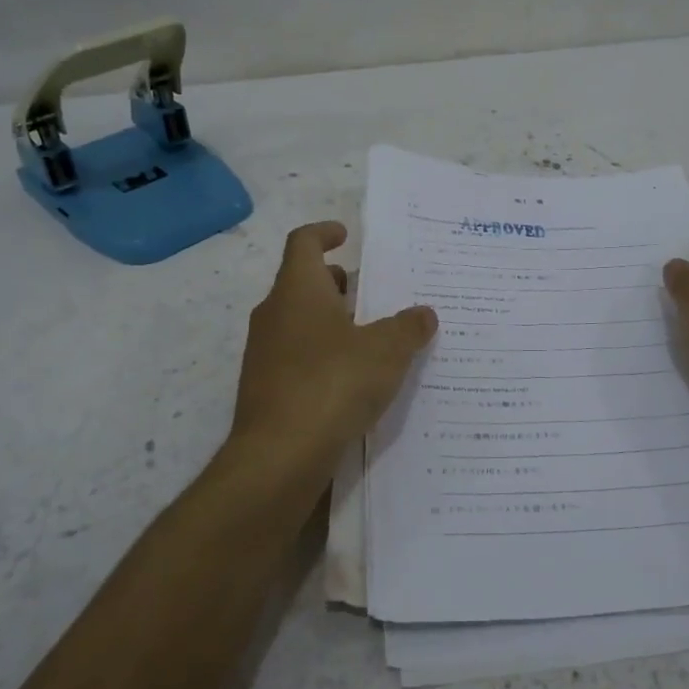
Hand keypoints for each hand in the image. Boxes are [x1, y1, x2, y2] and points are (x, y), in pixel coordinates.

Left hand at [230, 221, 437, 476]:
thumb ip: (408, 327)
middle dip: (335, 283)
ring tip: (370, 337)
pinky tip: (352, 379)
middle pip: (301, 283)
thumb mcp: (386, 351)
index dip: (324, 232)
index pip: (303, 242)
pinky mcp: (266, 388)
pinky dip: (322, 355)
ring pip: (299, 322)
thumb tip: (423, 314)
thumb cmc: (333, 383)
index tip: (346, 235)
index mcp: (298, 290)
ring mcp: (264, 353)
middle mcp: (274, 314)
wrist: (280, 455)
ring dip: (330, 321)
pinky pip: (297, 357)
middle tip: (369, 291)